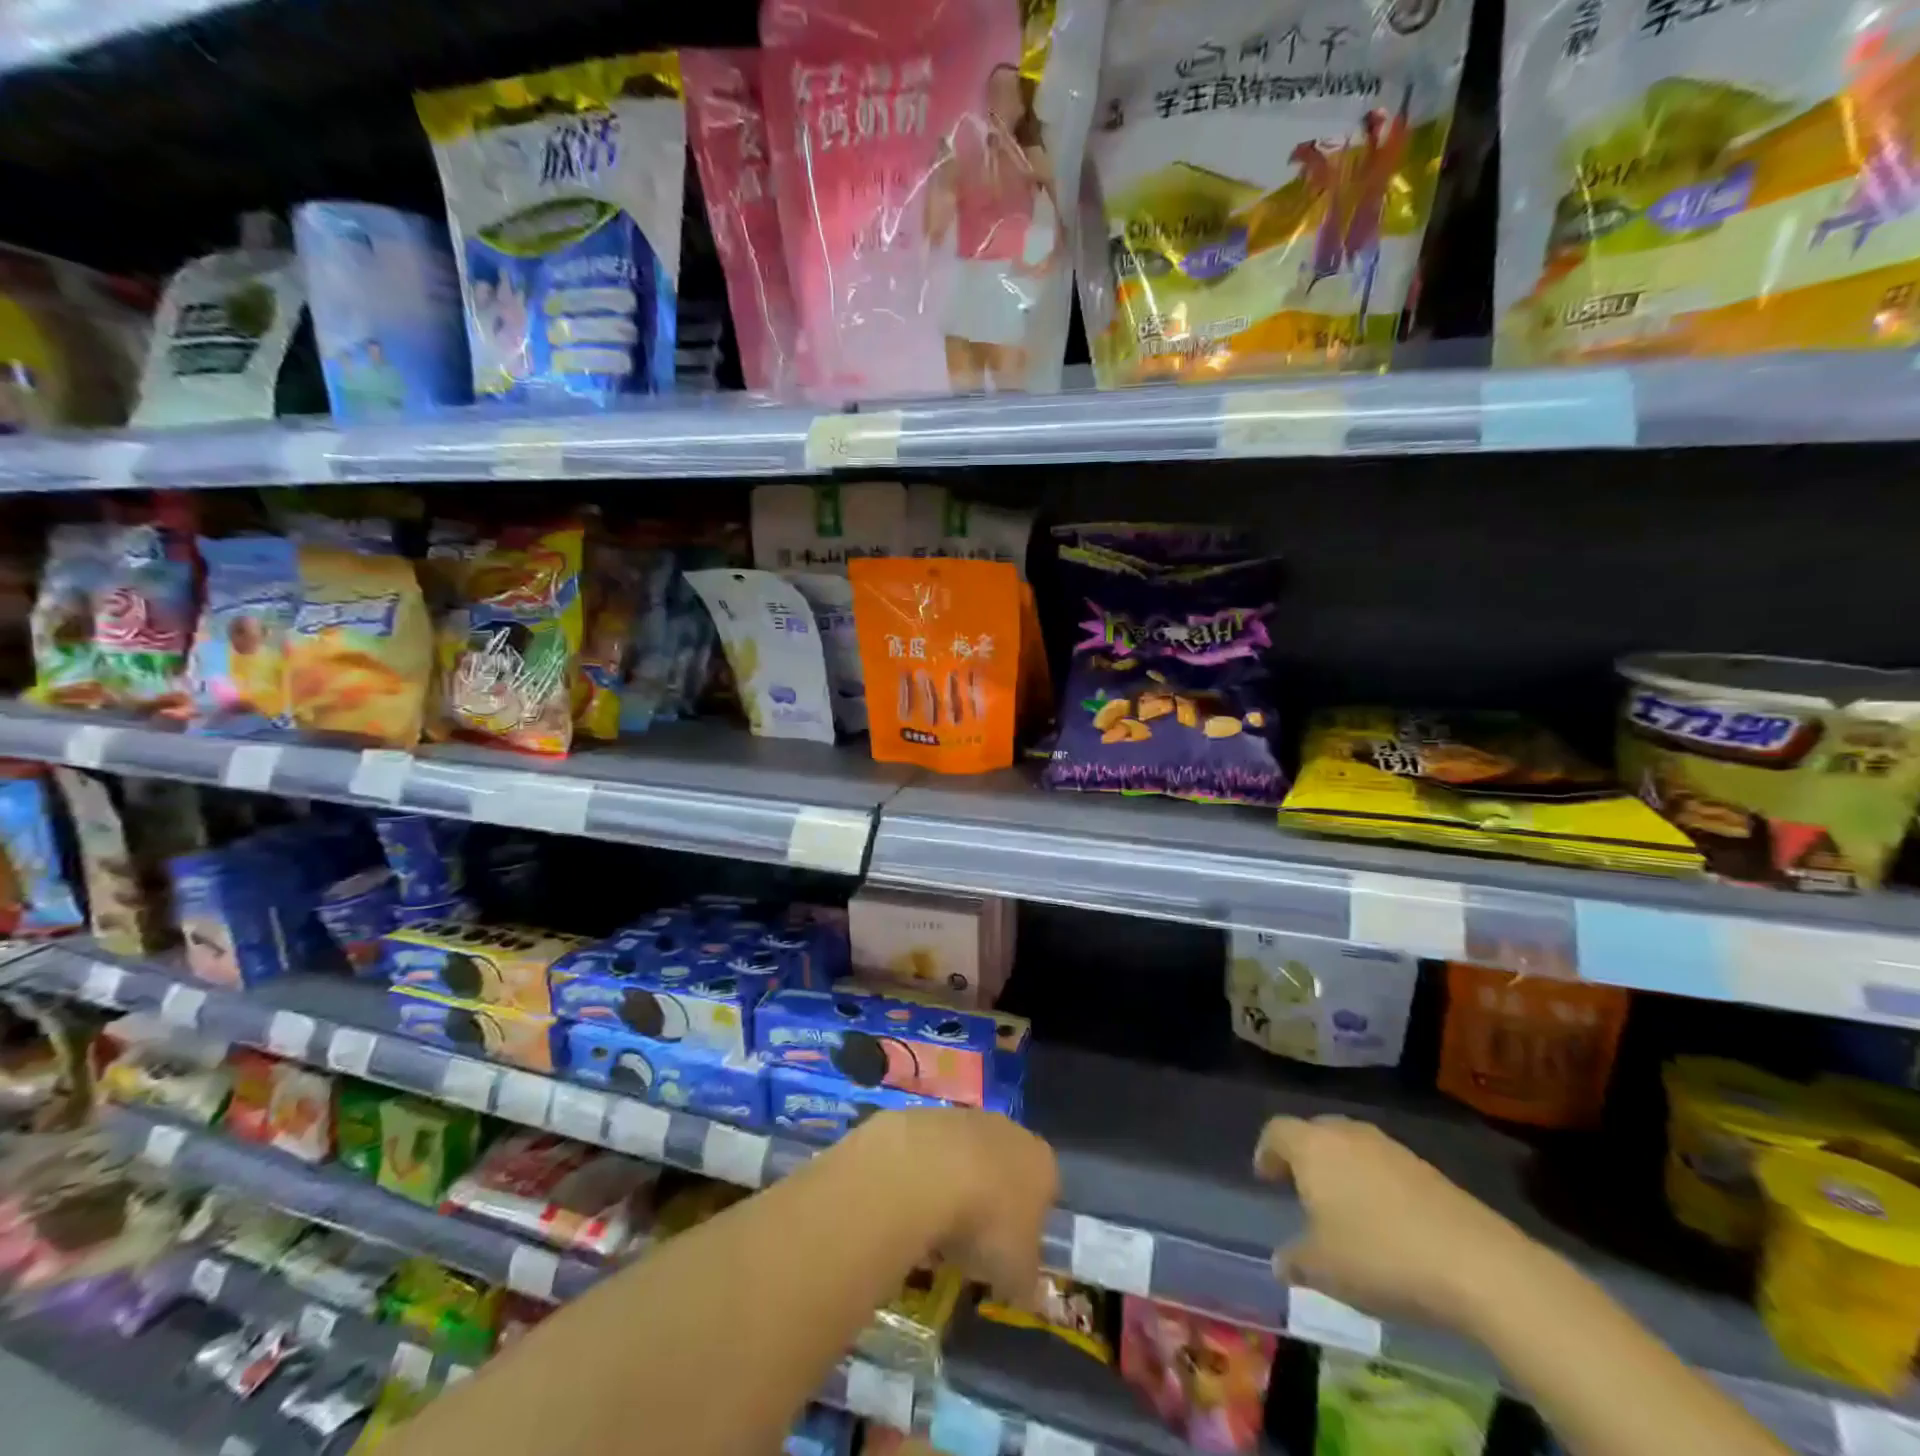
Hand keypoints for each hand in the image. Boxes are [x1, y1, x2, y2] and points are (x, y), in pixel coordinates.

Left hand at [851, 1106, 1057, 1303]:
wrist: (928, 1171)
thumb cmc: (987, 1223)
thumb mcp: (1016, 1274)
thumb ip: (1028, 1283)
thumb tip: (1032, 1294)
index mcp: (1042, 1164)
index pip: (1047, 1191)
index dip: (1032, 1224)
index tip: (1013, 1252)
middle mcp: (1010, 1131)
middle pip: (1007, 1168)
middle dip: (993, 1201)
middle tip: (973, 1242)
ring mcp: (967, 1117)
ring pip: (968, 1157)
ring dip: (957, 1186)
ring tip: (937, 1227)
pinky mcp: (929, 1115)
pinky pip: (934, 1151)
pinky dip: (926, 1174)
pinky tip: (913, 1202)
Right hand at [1254, 1115, 1551, 1332]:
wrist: (1476, 1263)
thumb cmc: (1380, 1256)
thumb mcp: (1324, 1270)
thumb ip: (1295, 1261)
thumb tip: (1280, 1262)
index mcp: (1312, 1146)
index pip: (1276, 1131)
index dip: (1267, 1152)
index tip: (1266, 1177)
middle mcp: (1347, 1134)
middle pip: (1314, 1132)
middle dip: (1304, 1156)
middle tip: (1301, 1188)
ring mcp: (1390, 1148)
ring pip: (1352, 1147)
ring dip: (1342, 1170)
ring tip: (1344, 1208)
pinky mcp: (1427, 1169)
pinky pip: (1384, 1166)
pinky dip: (1375, 1184)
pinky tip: (1385, 1222)